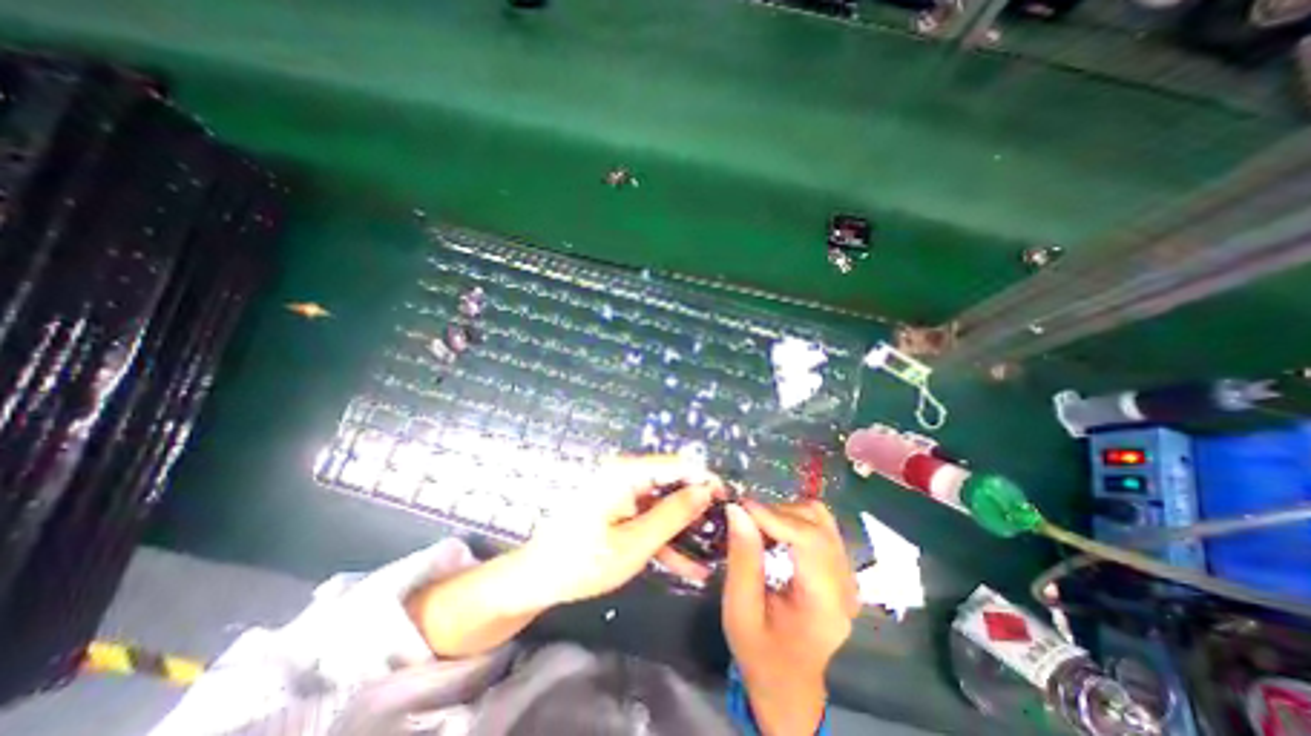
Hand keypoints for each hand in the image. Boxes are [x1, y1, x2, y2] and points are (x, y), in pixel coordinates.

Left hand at [524, 456, 726, 604]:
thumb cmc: (582, 561)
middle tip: (724, 532)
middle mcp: (625, 474)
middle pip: (671, 483)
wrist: (537, 580)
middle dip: (697, 507)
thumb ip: (673, 515)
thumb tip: (705, 490)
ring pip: (664, 504)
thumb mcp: (634, 543)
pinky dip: (666, 538)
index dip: (704, 479)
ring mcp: (621, 492)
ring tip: (713, 553)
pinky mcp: (618, 508)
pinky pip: (649, 517)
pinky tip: (689, 565)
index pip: (676, 464)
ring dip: (685, 528)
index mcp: (625, 472)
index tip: (728, 499)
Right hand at [715, 501, 861, 735]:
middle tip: (745, 519)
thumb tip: (737, 510)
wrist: (789, 685)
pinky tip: (774, 533)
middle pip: (817, 524)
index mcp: (825, 604)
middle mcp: (845, 585)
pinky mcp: (840, 570)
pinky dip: (794, 520)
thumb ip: (742, 559)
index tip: (740, 507)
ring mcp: (847, 576)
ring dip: (786, 513)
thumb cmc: (761, 655)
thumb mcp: (740, 612)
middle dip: (777, 512)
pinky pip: (820, 528)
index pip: (810, 540)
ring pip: (821, 519)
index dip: (774, 516)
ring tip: (759, 526)